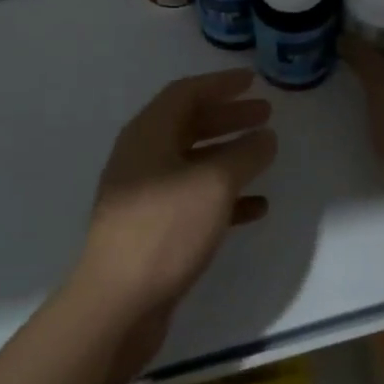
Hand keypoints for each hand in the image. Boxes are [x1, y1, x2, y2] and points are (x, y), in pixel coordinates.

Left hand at [73, 69, 277, 336]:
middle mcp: (142, 156)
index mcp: (148, 134)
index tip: (252, 81)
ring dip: (228, 154)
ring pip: (193, 162)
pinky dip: (223, 195)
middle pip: (189, 124)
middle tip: (265, 114)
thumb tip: (265, 136)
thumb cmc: (166, 228)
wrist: (118, 302)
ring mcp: (145, 194)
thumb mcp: (214, 184)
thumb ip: (245, 155)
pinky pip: (193, 199)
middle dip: (228, 117)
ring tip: (265, 154)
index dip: (220, 84)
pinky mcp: (152, 228)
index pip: (186, 92)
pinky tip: (255, 206)